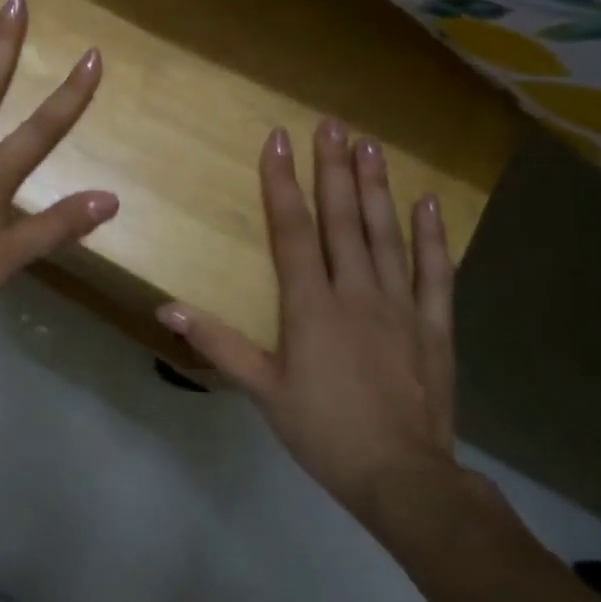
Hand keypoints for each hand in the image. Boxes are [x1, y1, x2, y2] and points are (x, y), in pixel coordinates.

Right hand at [158, 120, 459, 519]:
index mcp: (311, 306)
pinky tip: (428, 204)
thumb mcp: (262, 390)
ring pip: (386, 236)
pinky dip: (432, 238)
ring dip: (378, 188)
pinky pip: (435, 274)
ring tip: (372, 146)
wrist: (402, 477)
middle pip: (343, 220)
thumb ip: (217, 343)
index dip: (283, 183)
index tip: (279, 141)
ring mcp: (400, 306)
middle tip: (333, 124)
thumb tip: (165, 310)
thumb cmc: (323, 431)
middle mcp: (356, 293)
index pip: (292, 231)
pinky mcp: (433, 326)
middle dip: (334, 169)